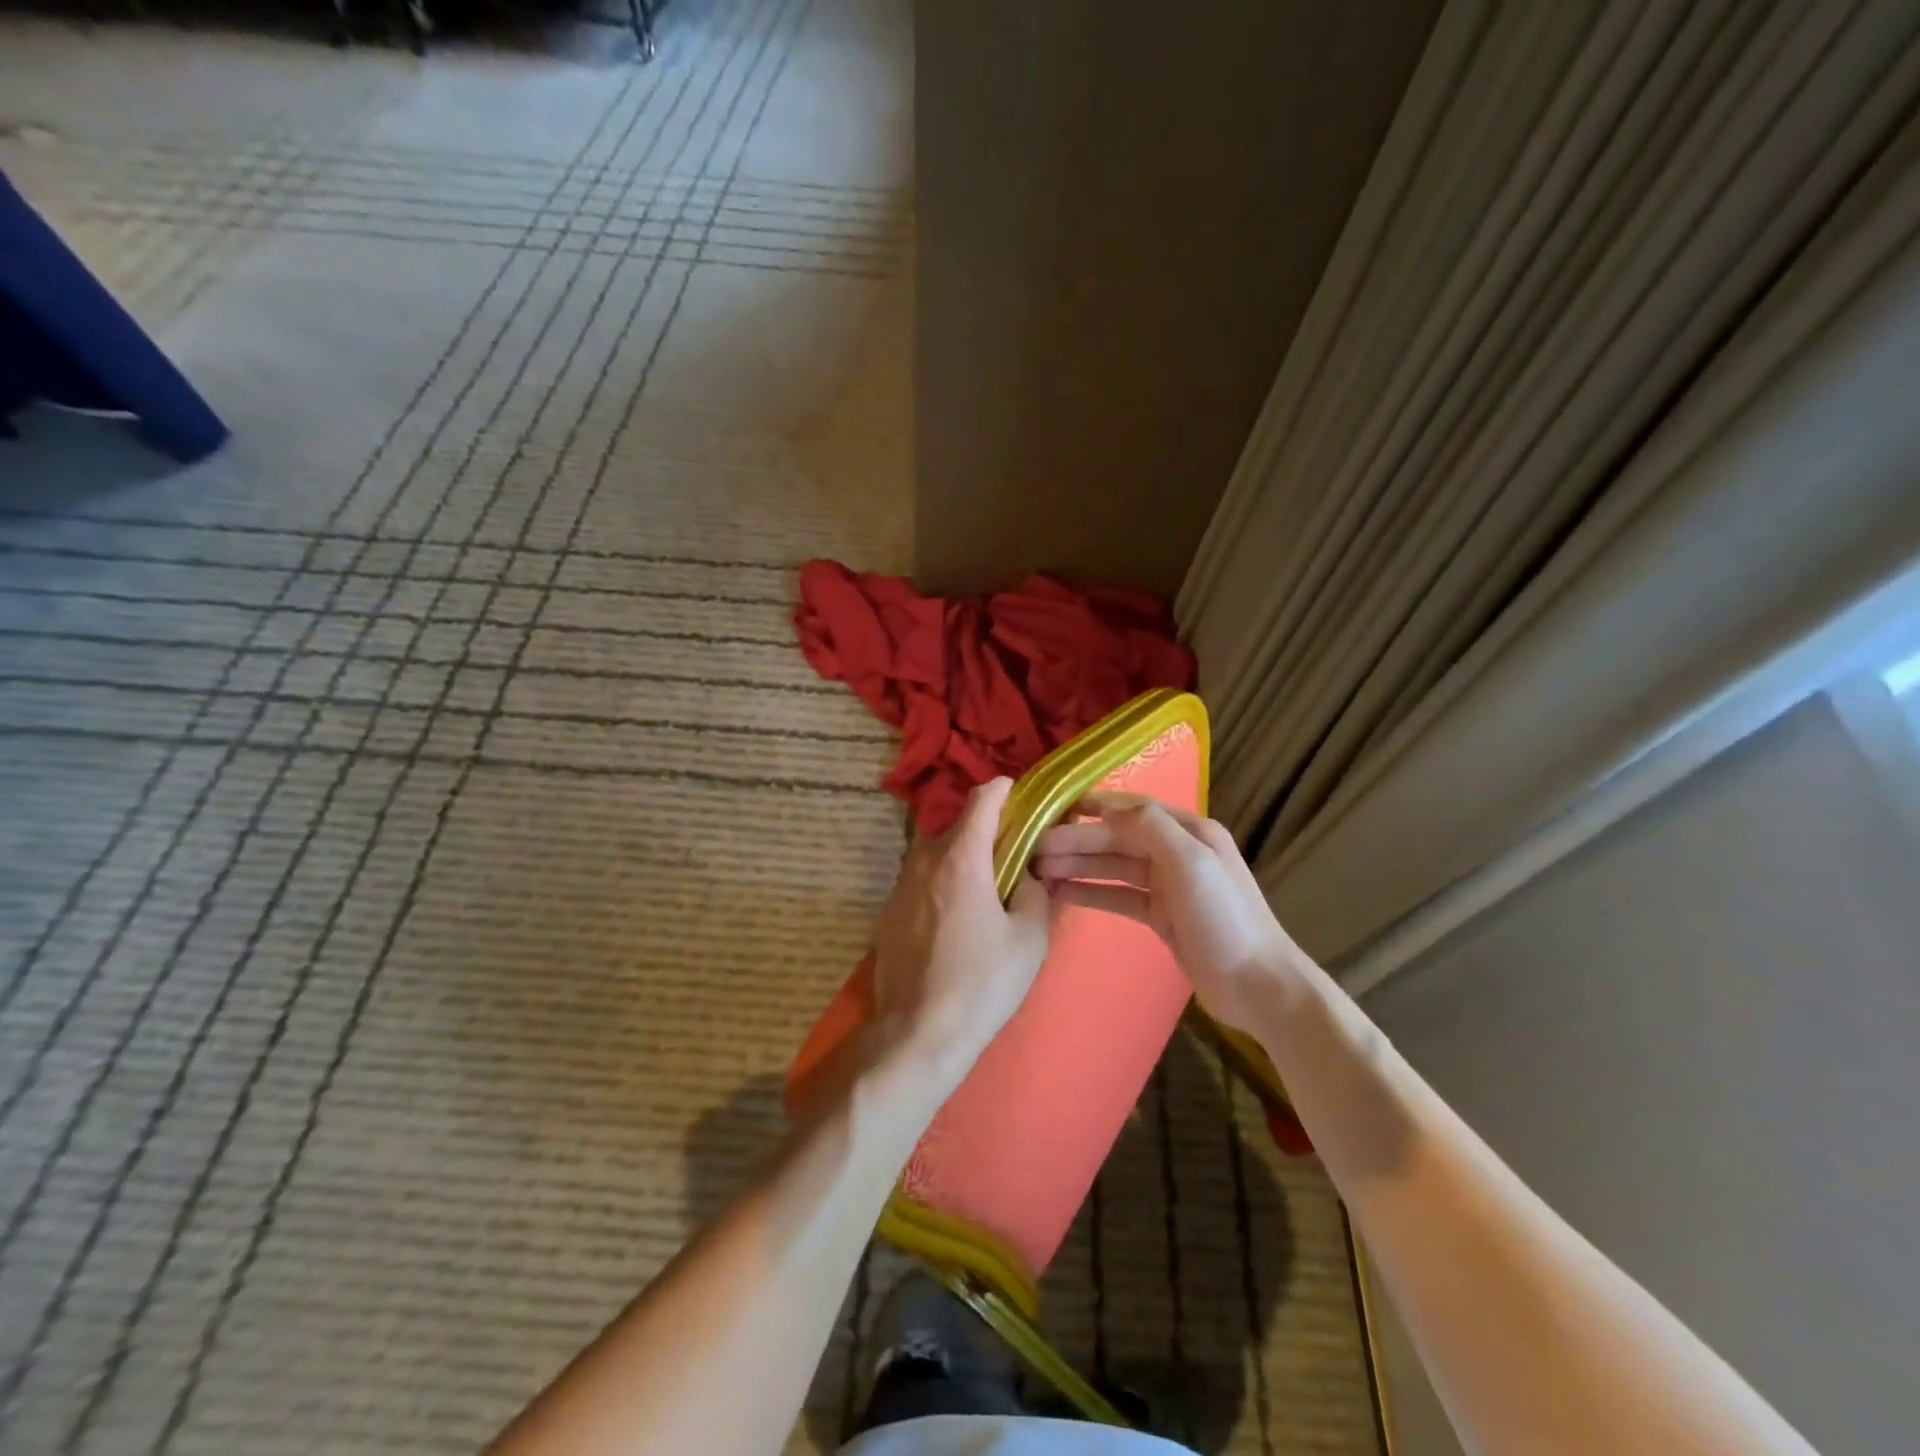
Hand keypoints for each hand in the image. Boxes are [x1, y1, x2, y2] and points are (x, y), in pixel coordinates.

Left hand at [872, 777, 1054, 1078]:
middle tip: (1014, 853)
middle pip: (958, 827)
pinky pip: (922, 881)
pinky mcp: (888, 912)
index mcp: (961, 858)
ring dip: (963, 859)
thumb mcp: (1029, 938)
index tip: (1020, 795)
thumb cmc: (982, 983)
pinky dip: (943, 883)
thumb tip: (1028, 873)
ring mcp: (900, 886)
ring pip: (937, 854)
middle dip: (987, 831)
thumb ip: (1034, 892)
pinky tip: (958, 919)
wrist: (918, 1032)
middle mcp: (925, 861)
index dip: (1003, 790)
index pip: (981, 800)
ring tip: (987, 889)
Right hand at [1032, 793, 1309, 1034]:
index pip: (1133, 808)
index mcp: (1188, 831)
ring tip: (1037, 870)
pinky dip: (1091, 892)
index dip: (1094, 806)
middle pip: (1117, 839)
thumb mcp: (1191, 862)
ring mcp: (1168, 885)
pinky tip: (1060, 893)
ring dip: (1078, 865)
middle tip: (1033, 849)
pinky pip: (1118, 895)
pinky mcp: (1160, 915)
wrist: (1258, 985)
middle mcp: (1177, 851)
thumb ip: (1150, 827)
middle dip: (1076, 841)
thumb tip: (1107, 807)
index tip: (1053, 809)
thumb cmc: (1224, 918)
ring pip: (1113, 867)